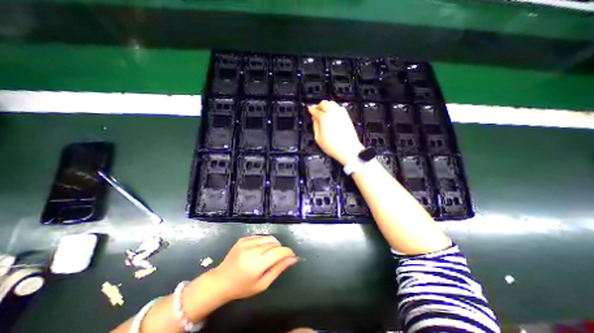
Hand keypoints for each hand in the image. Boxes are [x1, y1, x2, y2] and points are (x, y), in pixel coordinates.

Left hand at [207, 235, 296, 302]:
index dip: (288, 252)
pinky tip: (260, 250)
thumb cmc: (242, 287)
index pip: (279, 252)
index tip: (292, 256)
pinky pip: (260, 236)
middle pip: (275, 243)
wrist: (220, 281)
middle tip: (278, 259)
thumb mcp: (263, 284)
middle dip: (280, 249)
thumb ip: (278, 269)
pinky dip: (265, 241)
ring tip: (269, 254)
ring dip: (273, 244)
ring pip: (269, 237)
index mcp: (257, 264)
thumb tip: (293, 259)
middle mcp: (252, 249)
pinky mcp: (243, 238)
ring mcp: (246, 242)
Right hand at [309, 99, 364, 164]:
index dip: (311, 109)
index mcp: (324, 118)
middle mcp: (333, 113)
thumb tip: (314, 119)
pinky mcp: (346, 116)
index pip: (315, 110)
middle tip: (315, 110)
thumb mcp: (318, 138)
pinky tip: (331, 114)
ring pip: (332, 103)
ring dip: (326, 105)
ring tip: (323, 111)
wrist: (348, 150)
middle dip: (318, 106)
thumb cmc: (333, 146)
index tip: (309, 110)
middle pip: (324, 103)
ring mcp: (341, 114)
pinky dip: (333, 108)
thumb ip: (315, 126)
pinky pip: (338, 107)